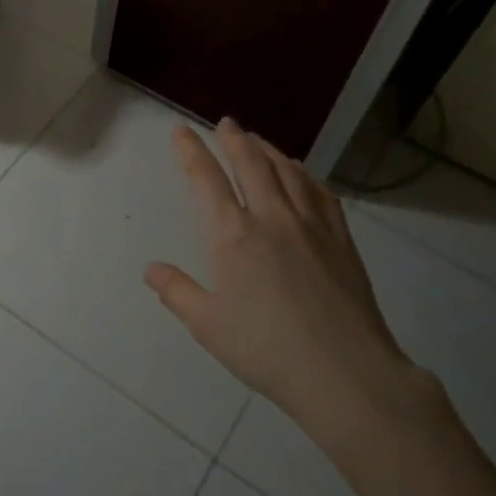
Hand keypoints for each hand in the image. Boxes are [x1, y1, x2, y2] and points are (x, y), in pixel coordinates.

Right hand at [145, 120, 426, 447]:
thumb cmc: (266, 349)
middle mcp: (271, 217)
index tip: (180, 131)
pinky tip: (302, 174)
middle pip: (251, 163)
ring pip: (287, 171)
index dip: (191, 151)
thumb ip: (177, 292)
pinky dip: (306, 174)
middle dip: (234, 139)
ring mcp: (311, 225)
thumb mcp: (207, 325)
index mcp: (232, 235)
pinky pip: (320, 192)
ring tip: (258, 140)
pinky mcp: (341, 239)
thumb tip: (151, 269)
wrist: (344, 371)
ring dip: (269, 150)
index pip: (206, 180)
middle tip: (226, 123)